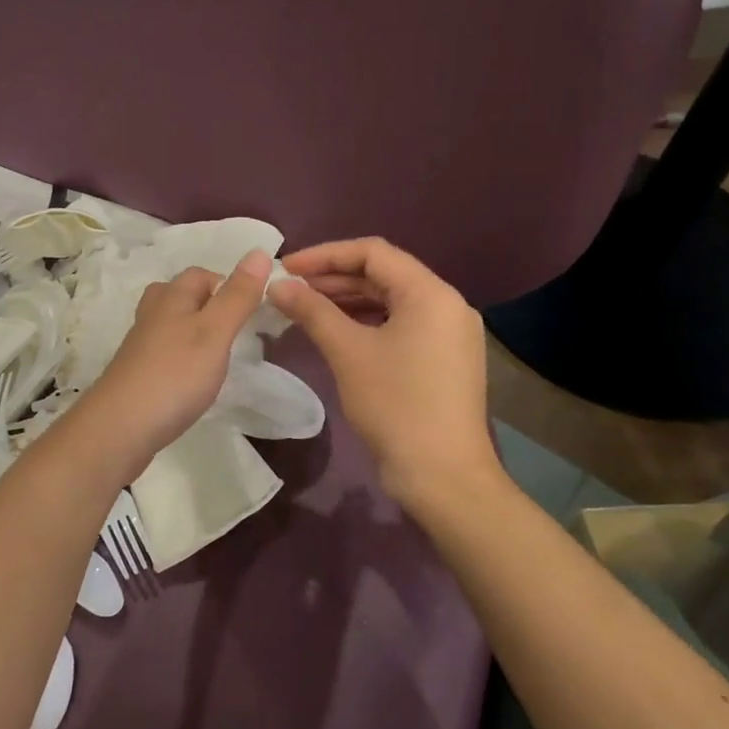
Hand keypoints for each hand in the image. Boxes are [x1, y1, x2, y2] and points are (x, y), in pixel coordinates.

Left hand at [76, 250, 271, 459]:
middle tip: (233, 330)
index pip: (200, 274)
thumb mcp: (215, 332)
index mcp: (171, 298)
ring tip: (216, 352)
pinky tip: (192, 378)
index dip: (226, 283)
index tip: (250, 310)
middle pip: (179, 295)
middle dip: (207, 304)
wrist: (120, 427)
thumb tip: (259, 251)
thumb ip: (238, 296)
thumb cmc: (175, 375)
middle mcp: (152, 315)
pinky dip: (180, 356)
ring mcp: (140, 345)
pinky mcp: (136, 374)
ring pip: (168, 323)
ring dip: (192, 330)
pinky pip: (162, 352)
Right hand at [269, 238, 497, 503]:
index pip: (373, 253)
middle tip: (290, 289)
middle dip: (333, 278)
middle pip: (384, 275)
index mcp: (430, 293)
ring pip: (391, 301)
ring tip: (305, 308)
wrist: (443, 476)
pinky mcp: (445, 359)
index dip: (325, 254)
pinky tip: (336, 333)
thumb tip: (278, 285)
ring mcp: (450, 334)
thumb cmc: (395, 405)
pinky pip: (401, 325)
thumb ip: (311, 310)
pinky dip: (367, 323)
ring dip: (348, 301)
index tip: (286, 268)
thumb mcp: (347, 352)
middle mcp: (447, 304)